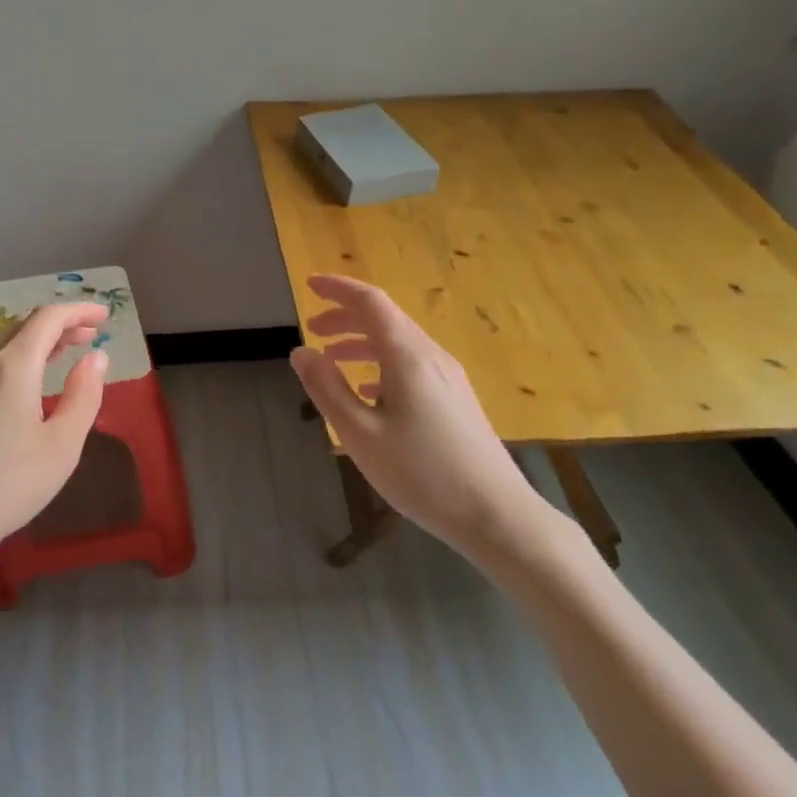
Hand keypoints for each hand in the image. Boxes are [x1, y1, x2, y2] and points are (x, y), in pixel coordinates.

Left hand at [0, 302, 108, 570]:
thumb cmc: (6, 485)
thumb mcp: (61, 446)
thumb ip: (83, 396)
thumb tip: (96, 358)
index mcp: (13, 367)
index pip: (48, 318)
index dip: (79, 310)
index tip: (106, 315)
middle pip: (24, 325)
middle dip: (61, 323)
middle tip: (91, 333)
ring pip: (5, 343)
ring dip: (40, 339)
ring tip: (67, 349)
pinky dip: (21, 357)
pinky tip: (31, 381)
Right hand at [289, 274, 554, 560]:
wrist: (495, 514)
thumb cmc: (421, 473)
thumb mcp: (360, 433)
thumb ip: (327, 388)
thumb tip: (301, 351)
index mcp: (407, 356)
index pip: (370, 302)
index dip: (338, 289)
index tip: (309, 283)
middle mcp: (431, 356)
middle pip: (385, 318)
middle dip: (345, 316)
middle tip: (312, 327)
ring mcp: (448, 377)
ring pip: (398, 342)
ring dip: (362, 341)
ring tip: (331, 357)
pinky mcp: (456, 398)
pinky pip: (411, 364)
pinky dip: (381, 363)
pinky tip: (368, 389)